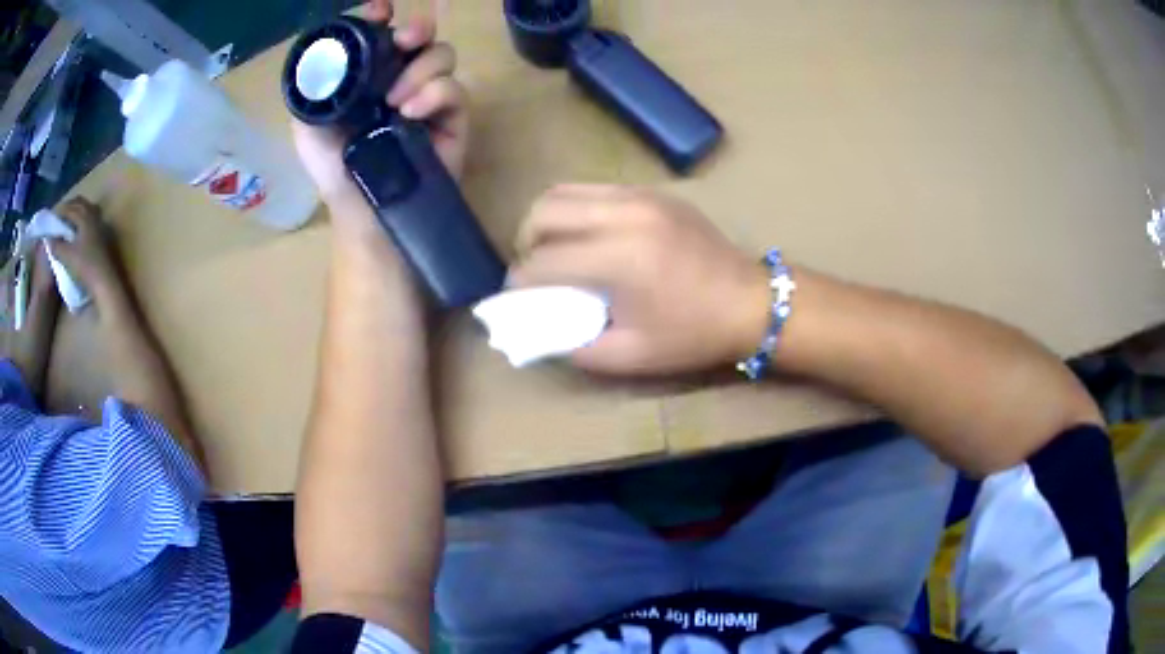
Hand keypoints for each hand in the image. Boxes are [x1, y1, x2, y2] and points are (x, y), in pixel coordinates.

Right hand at [50, 196, 122, 301]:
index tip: (52, 215)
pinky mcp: (104, 234)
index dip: (60, 210)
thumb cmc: (85, 267)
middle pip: (80, 204)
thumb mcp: (68, 257)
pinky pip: (91, 218)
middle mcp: (94, 215)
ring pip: (87, 209)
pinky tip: (78, 229)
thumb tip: (48, 239)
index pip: (71, 208)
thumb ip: (57, 246)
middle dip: (69, 206)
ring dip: (77, 211)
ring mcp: (101, 224)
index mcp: (86, 216)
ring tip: (67, 220)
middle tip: (59, 214)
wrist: (105, 281)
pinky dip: (83, 218)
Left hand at [291, 0, 469, 212]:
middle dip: (415, 29)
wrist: (362, 208)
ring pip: (442, 55)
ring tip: (396, 101)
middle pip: (421, 36)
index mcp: (368, 74)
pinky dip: (435, 93)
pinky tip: (412, 111)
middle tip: (404, 40)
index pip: (381, 34)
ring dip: (421, 69)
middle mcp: (400, 76)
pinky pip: (454, 88)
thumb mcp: (308, 126)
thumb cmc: (333, 168)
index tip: (379, 12)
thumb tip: (322, 55)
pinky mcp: (451, 116)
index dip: (382, 17)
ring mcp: (428, 95)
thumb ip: (313, 89)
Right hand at [509, 185, 771, 375]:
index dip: (521, 282)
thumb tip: (538, 330)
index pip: (543, 260)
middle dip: (526, 242)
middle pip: (544, 211)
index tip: (519, 297)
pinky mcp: (652, 191)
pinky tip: (589, 236)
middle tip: (536, 270)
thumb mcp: (631, 356)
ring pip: (564, 190)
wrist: (751, 302)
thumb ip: (575, 347)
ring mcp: (640, 196)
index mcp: (619, 259)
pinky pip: (594, 189)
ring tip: (557, 249)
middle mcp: (624, 215)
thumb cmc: (693, 335)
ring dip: (547, 220)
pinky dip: (577, 209)